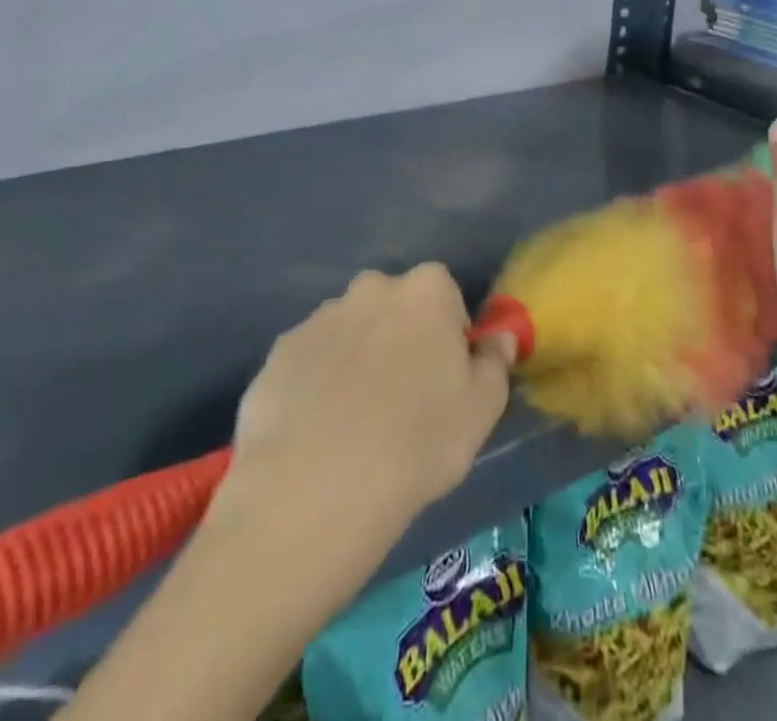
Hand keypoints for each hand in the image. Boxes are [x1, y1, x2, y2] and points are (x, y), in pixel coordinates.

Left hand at [224, 264, 516, 535]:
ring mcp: (318, 318)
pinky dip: (316, 385)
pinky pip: (309, 362)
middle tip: (401, 403)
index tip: (444, 382)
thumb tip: (498, 337)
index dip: (448, 337)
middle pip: (394, 308)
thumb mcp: (483, 408)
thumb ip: (495, 361)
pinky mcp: (279, 353)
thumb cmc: (419, 441)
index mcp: (425, 290)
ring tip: (354, 426)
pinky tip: (316, 434)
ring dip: (356, 361)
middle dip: (400, 340)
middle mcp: (370, 288)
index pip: (446, 296)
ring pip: (350, 333)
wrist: (317, 488)